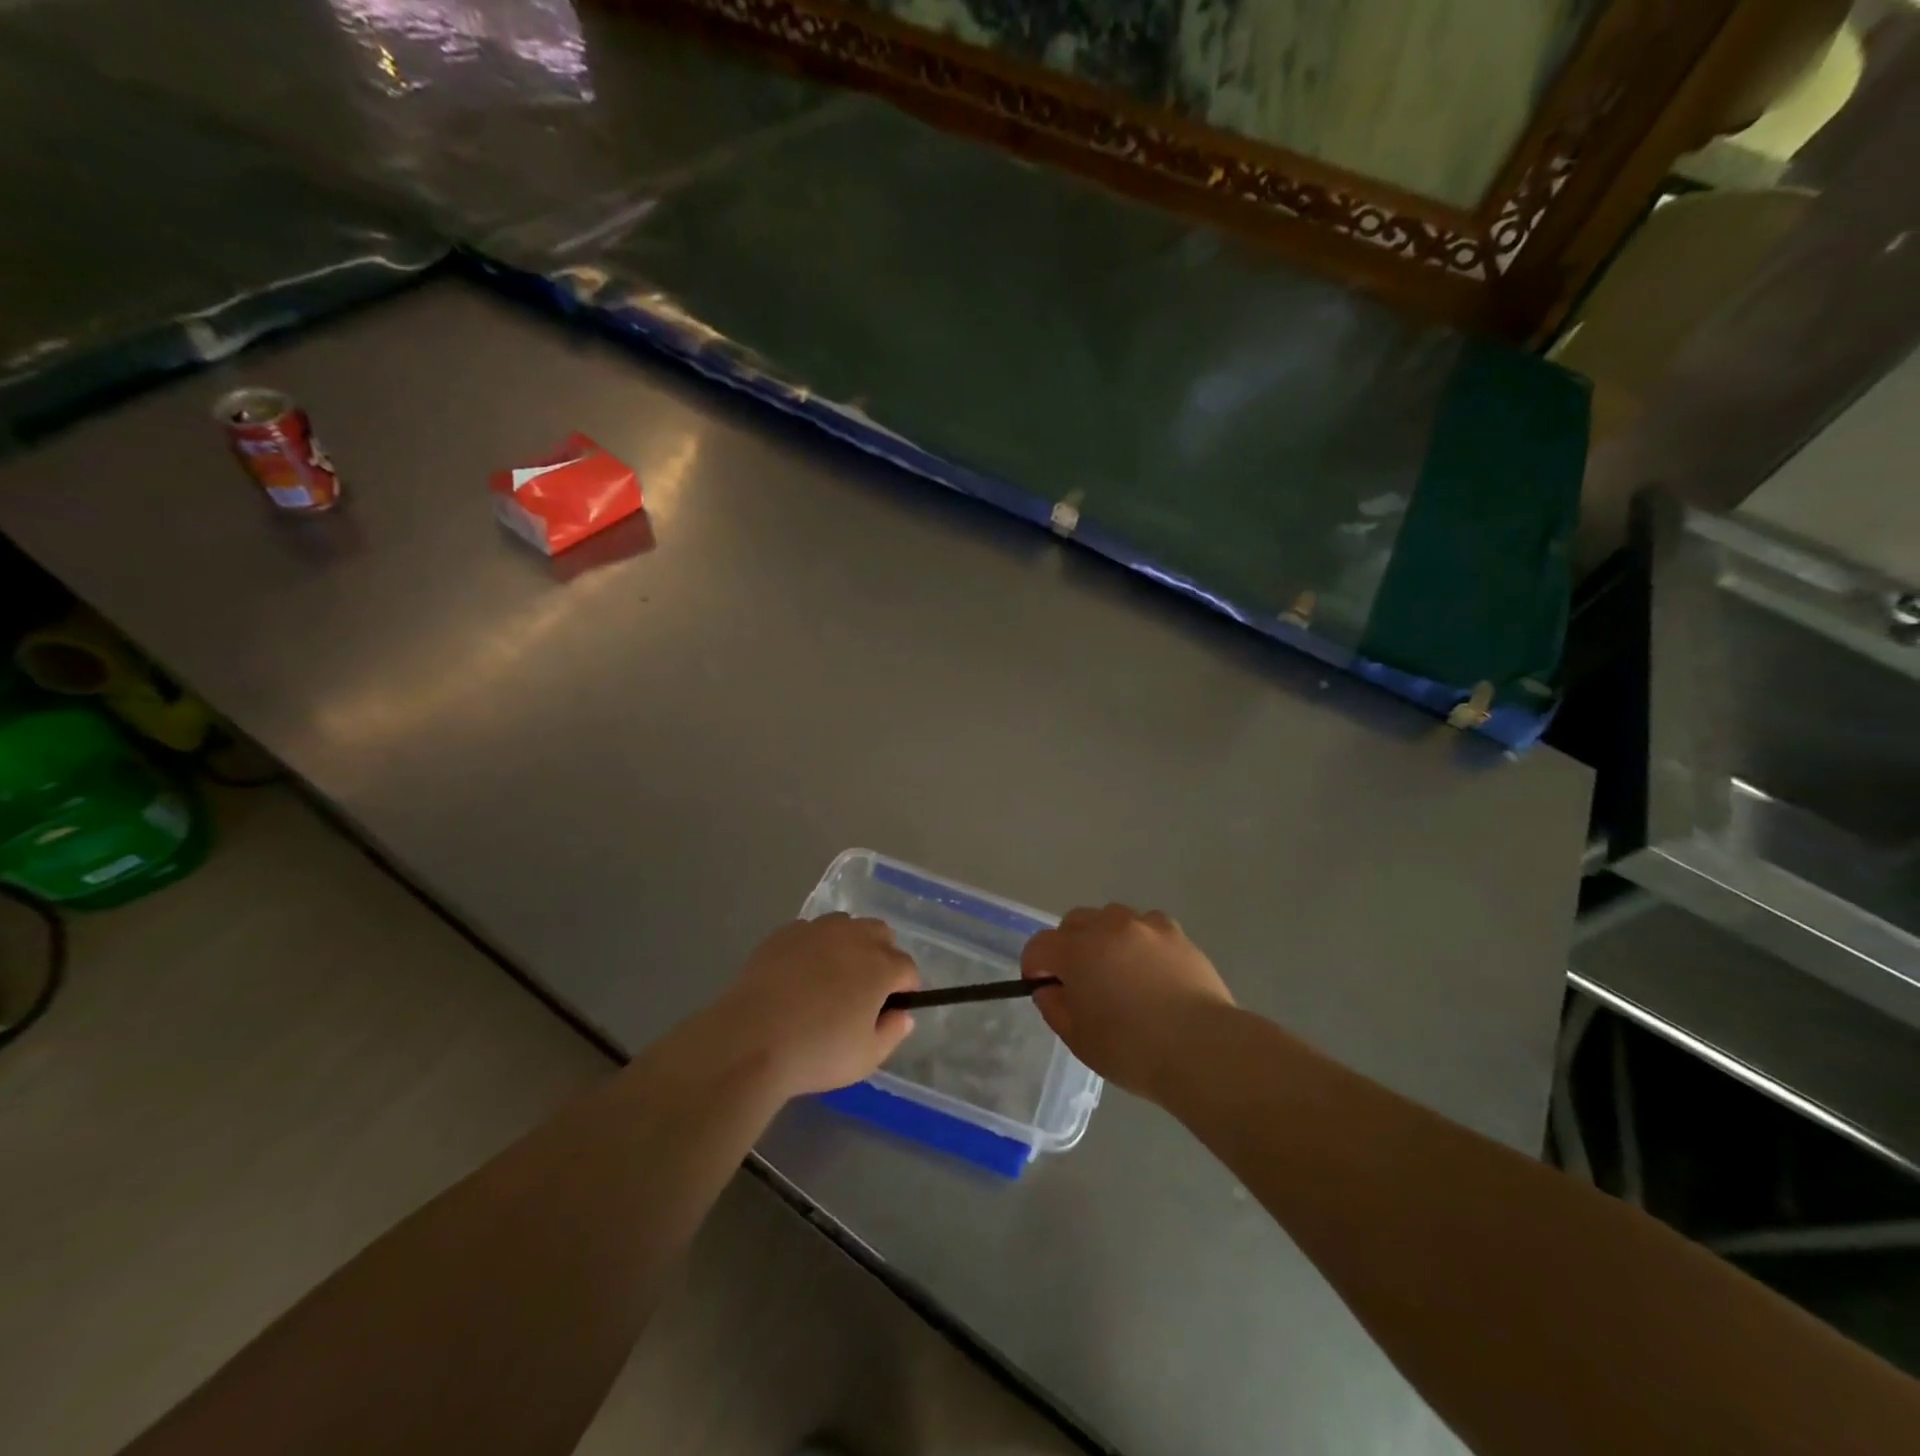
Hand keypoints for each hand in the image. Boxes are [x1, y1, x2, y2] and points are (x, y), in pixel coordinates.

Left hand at [709, 914, 920, 1097]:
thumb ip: (892, 1033)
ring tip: (832, 976)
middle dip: (882, 955)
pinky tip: (799, 973)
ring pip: (846, 925)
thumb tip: (903, 1015)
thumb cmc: (816, 1053)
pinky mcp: (785, 933)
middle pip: (881, 933)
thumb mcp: (866, 1058)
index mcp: (880, 966)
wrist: (750, 1041)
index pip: (907, 967)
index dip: (905, 988)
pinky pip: (811, 931)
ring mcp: (817, 930)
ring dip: (849, 944)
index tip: (891, 1008)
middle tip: (865, 989)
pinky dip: (814, 946)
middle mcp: (853, 937)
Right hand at [1022, 903, 1233, 1100]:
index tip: (1044, 988)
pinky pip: (1147, 925)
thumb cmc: (1132, 1050)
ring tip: (1119, 970)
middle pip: (1074, 922)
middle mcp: (1107, 927)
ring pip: (1111, 918)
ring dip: (1105, 937)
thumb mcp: (1079, 1039)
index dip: (1035, 967)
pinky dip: (1140, 940)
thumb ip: (1055, 1008)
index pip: (1039, 946)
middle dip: (1068, 946)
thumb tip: (1050, 989)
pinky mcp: (1176, 933)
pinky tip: (1151, 968)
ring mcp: (1145, 925)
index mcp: (1076, 951)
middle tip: (1081, 980)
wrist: (1202, 1048)